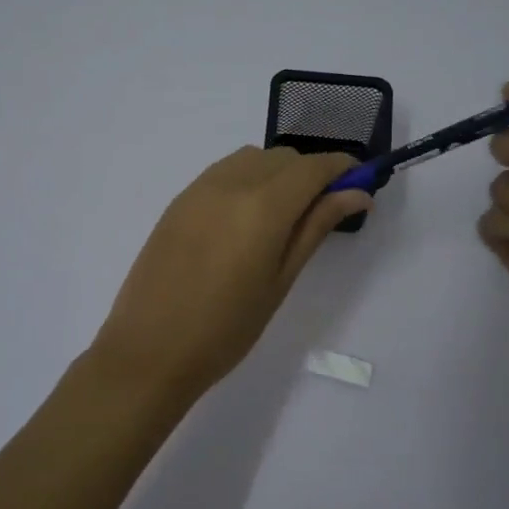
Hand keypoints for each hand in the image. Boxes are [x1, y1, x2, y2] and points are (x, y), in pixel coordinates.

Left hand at [92, 146, 372, 407]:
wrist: (149, 351)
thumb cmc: (226, 329)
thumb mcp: (280, 280)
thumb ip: (316, 227)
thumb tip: (356, 194)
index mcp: (262, 206)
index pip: (313, 167)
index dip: (342, 168)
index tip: (359, 183)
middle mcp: (230, 183)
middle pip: (283, 158)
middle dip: (310, 173)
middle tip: (321, 211)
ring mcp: (198, 189)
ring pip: (252, 159)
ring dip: (277, 173)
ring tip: (282, 216)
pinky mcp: (178, 201)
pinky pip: (223, 172)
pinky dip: (247, 179)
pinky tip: (245, 219)